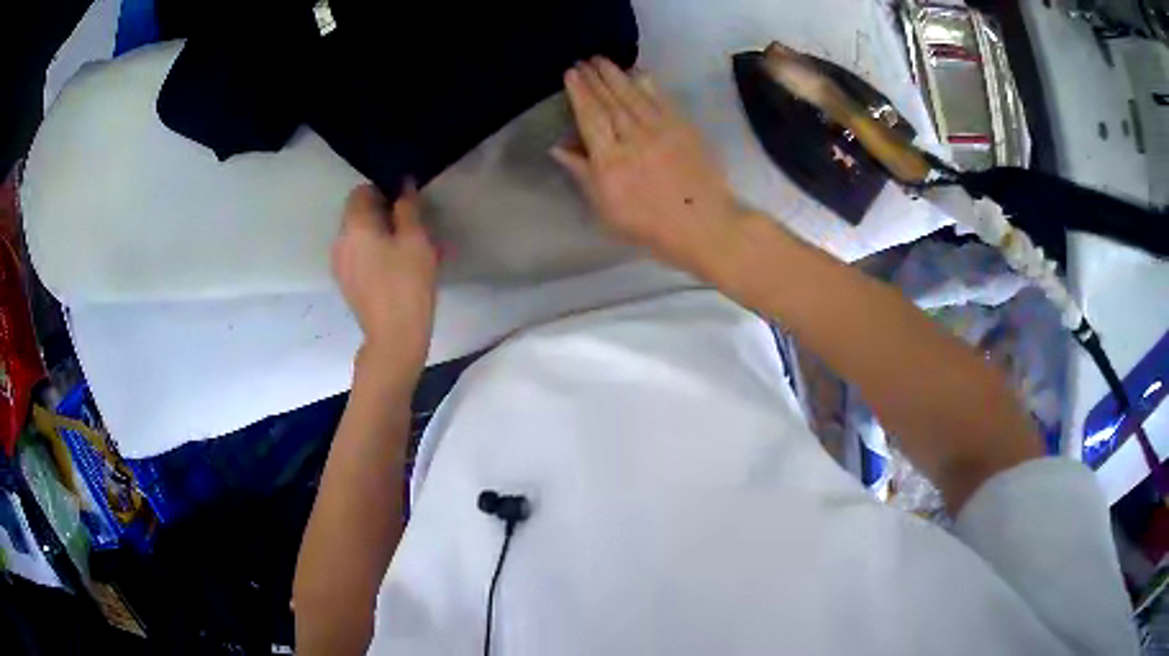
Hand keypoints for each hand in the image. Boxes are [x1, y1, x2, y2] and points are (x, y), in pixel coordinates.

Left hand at [332, 183, 437, 376]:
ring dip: (382, 237)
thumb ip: (408, 208)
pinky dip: (376, 255)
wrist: (394, 338)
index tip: (405, 205)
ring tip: (409, 252)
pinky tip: (399, 271)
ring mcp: (340, 265)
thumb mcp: (416, 240)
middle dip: (384, 215)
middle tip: (413, 229)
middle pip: (358, 215)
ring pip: (360, 238)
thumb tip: (404, 186)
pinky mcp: (347, 285)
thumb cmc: (407, 284)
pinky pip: (360, 258)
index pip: (360, 192)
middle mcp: (340, 242)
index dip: (383, 192)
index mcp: (354, 226)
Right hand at [552, 58, 747, 274]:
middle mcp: (633, 138)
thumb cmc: (649, 225)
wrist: (705, 225)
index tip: (571, 73)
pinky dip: (648, 85)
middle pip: (610, 101)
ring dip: (616, 75)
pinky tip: (639, 73)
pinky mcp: (684, 128)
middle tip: (584, 60)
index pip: (591, 117)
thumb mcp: (606, 209)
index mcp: (610, 161)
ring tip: (602, 60)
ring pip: (633, 96)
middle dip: (595, 78)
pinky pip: (661, 100)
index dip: (580, 93)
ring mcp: (661, 130)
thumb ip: (583, 174)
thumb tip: (559, 146)